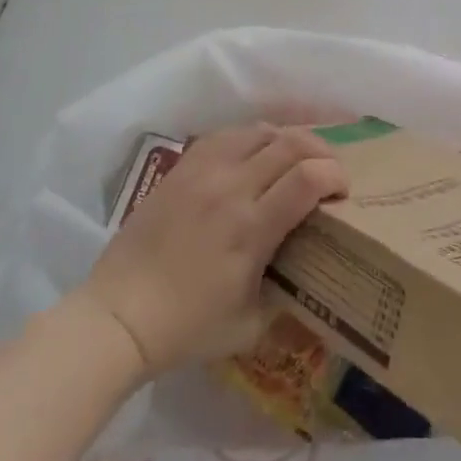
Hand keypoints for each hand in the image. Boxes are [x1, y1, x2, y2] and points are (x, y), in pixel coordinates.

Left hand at [80, 124, 347, 375]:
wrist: (118, 316)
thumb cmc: (186, 329)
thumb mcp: (250, 325)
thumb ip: (285, 295)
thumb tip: (306, 275)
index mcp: (252, 228)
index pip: (308, 178)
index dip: (335, 176)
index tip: (343, 191)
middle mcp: (232, 188)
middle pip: (290, 144)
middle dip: (321, 151)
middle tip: (329, 169)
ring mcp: (204, 172)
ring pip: (259, 131)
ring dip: (288, 139)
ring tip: (296, 156)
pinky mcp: (182, 168)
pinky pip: (226, 134)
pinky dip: (251, 137)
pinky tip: (256, 151)